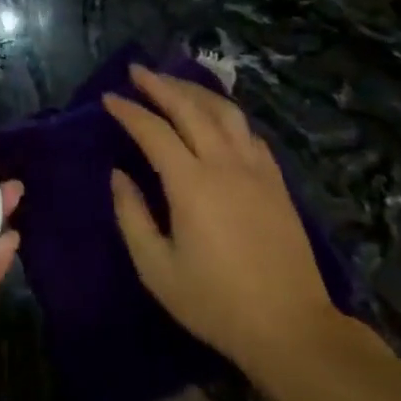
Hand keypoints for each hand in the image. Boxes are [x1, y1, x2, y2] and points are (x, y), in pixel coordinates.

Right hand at [104, 67, 340, 380]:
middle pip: (190, 108)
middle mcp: (225, 165)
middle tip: (137, 70)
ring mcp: (256, 170)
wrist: (292, 329)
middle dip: (160, 84)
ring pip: (225, 112)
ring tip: (173, 83)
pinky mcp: (277, 183)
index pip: (153, 131)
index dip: (129, 111)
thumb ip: (132, 216)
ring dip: (195, 91)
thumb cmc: (215, 302)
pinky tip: (216, 117)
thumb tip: (119, 176)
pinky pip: (249, 132)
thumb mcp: (157, 268)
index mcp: (192, 184)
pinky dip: (226, 114)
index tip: (108, 98)